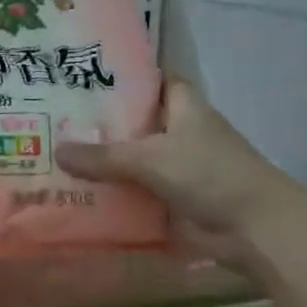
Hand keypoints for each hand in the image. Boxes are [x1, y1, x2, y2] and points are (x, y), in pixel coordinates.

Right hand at [55, 78, 295, 260]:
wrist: (253, 228)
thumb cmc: (209, 174)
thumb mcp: (150, 159)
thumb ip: (103, 156)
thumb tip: (56, 151)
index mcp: (183, 107)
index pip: (151, 82)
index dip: (123, 78)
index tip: (83, 77)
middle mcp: (178, 132)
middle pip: (134, 122)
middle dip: (100, 123)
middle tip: (52, 119)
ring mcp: (175, 167)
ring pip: (131, 159)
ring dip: (102, 162)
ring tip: (52, 154)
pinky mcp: (170, 198)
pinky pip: (133, 191)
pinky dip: (111, 193)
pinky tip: (75, 193)